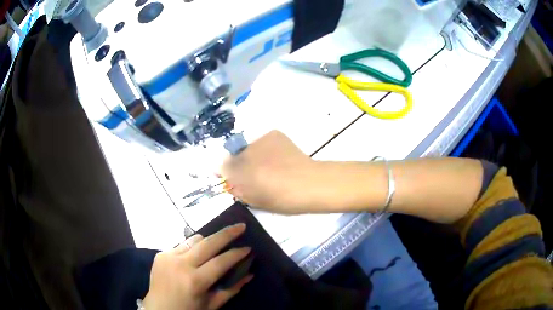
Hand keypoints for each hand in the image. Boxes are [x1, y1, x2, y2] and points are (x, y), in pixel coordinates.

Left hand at [142, 224, 252, 309]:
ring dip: (208, 239)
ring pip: (194, 239)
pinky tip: (196, 254)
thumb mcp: (212, 304)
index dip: (237, 253)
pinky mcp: (161, 254)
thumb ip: (231, 289)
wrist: (158, 309)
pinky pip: (181, 245)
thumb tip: (249, 274)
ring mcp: (168, 256)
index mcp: (195, 281)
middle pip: (208, 243)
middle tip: (240, 226)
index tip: (248, 247)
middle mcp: (181, 264)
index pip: (221, 262)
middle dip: (226, 233)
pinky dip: (193, 247)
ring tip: (218, 243)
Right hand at [221, 130, 318, 213]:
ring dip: (253, 156)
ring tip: (270, 166)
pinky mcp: (273, 134)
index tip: (233, 178)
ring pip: (249, 148)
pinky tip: (278, 158)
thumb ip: (238, 190)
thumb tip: (231, 183)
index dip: (226, 173)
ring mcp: (260, 140)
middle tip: (255, 174)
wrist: (311, 183)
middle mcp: (245, 152)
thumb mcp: (256, 201)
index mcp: (240, 171)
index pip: (222, 167)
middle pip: (234, 156)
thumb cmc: (283, 199)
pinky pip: (263, 142)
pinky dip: (266, 149)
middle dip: (240, 164)